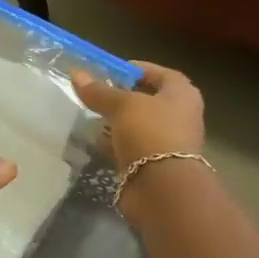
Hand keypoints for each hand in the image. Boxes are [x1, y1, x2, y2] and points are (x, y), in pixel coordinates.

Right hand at [70, 62, 205, 172]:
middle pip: (147, 100)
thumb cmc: (150, 133)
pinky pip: (130, 147)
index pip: (161, 74)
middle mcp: (179, 116)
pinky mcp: (152, 164)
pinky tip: (94, 141)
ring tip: (89, 117)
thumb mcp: (122, 105)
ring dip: (115, 122)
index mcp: (182, 95)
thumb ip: (100, 91)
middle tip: (96, 94)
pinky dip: (113, 144)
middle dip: (121, 97)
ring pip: (137, 125)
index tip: (112, 71)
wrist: (162, 187)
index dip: (138, 70)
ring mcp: (166, 142)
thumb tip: (76, 74)